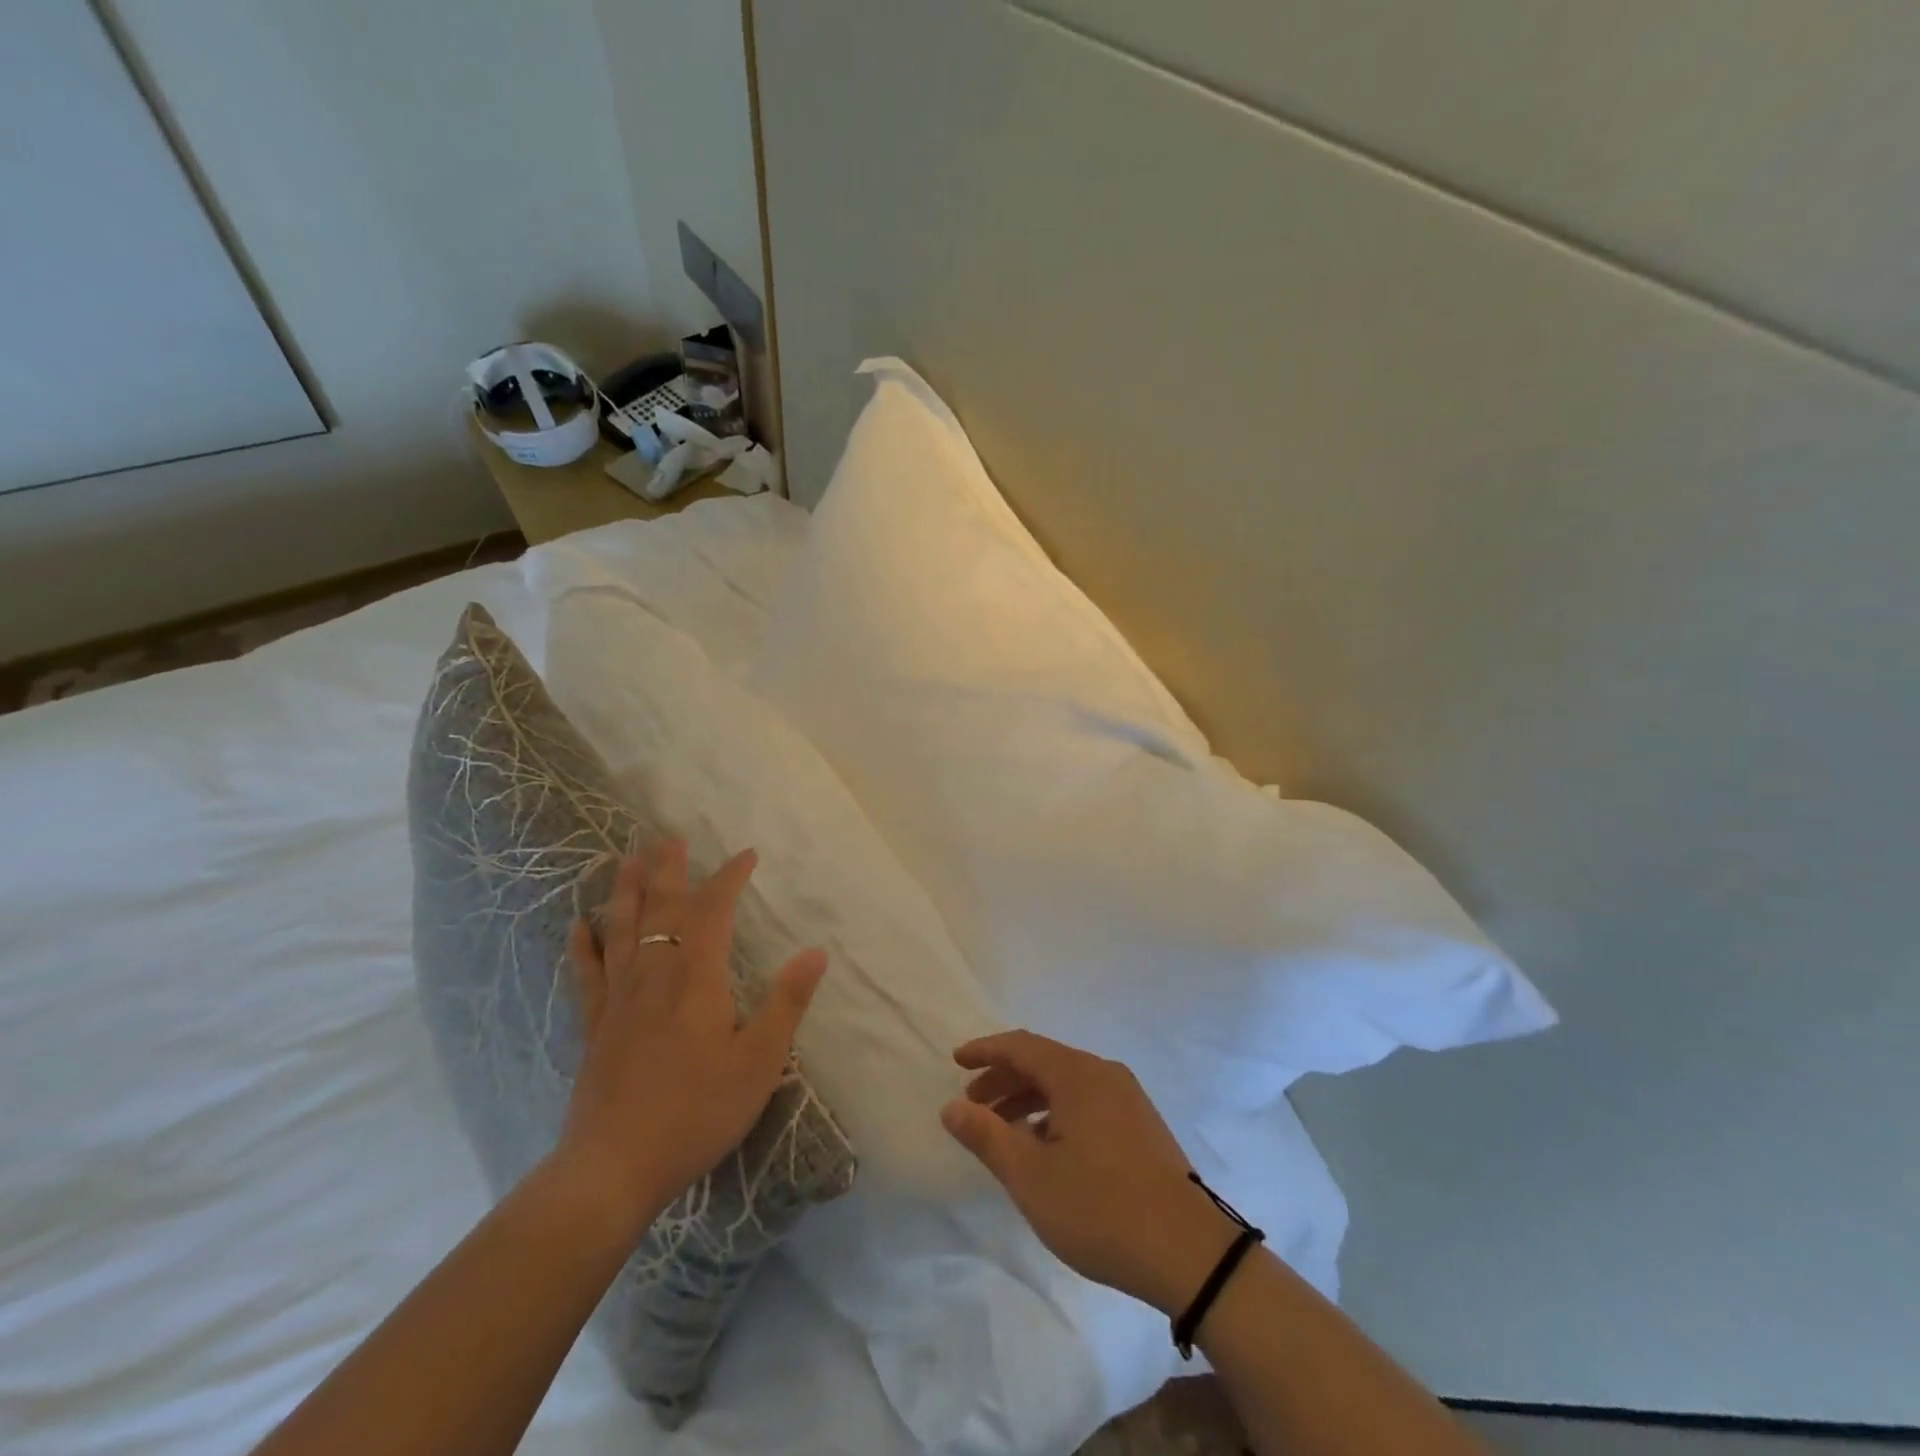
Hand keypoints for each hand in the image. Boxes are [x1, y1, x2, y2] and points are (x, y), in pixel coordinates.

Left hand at [551, 839, 826, 1235]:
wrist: (614, 1167)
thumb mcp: (759, 1060)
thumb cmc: (697, 1110)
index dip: (729, 877)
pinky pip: (587, 973)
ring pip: (620, 929)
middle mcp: (654, 974)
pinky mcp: (594, 1026)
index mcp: (696, 976)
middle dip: (668, 869)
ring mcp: (618, 999)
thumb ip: (787, 1002)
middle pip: (660, 908)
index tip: (746, 854)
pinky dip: (583, 945)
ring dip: (624, 891)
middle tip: (668, 835)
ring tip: (625, 860)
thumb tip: (816, 951)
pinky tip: (578, 926)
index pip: (713, 909)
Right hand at [941, 1031, 1242, 1315]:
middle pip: (1044, 1062)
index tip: (956, 1061)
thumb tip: (951, 1107)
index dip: (985, 1050)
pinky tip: (1047, 1148)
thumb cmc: (1100, 1207)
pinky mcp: (1142, 1125)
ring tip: (1004, 1132)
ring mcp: (1128, 1099)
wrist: (1189, 1251)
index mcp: (1077, 1074)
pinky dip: (1056, 1113)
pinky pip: (1087, 1102)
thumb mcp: (1031, 1176)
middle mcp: (1103, 1074)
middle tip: (974, 1106)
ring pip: (1066, 1084)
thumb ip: (987, 1136)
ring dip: (1030, 1099)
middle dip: (1004, 1079)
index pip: (1021, 1046)